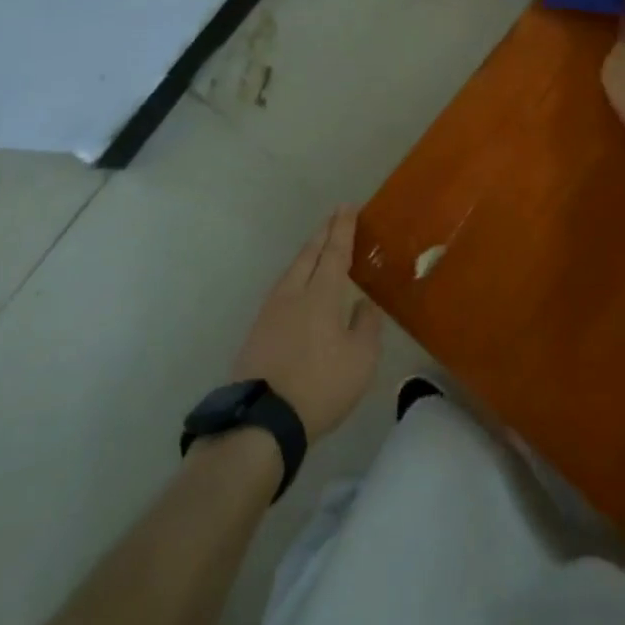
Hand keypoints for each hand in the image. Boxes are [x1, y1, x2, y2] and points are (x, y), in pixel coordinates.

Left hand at [230, 207, 382, 439]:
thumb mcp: (360, 360)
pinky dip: (296, 276)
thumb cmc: (320, 386)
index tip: (347, 206)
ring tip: (317, 247)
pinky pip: (282, 289)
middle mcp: (293, 293)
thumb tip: (363, 304)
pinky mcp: (258, 330)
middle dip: (323, 233)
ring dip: (307, 254)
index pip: (335, 251)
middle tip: (334, 217)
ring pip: (292, 271)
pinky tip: (298, 286)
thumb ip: (366, 327)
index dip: (343, 228)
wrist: (262, 418)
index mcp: (321, 294)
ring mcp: (271, 311)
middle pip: (309, 254)